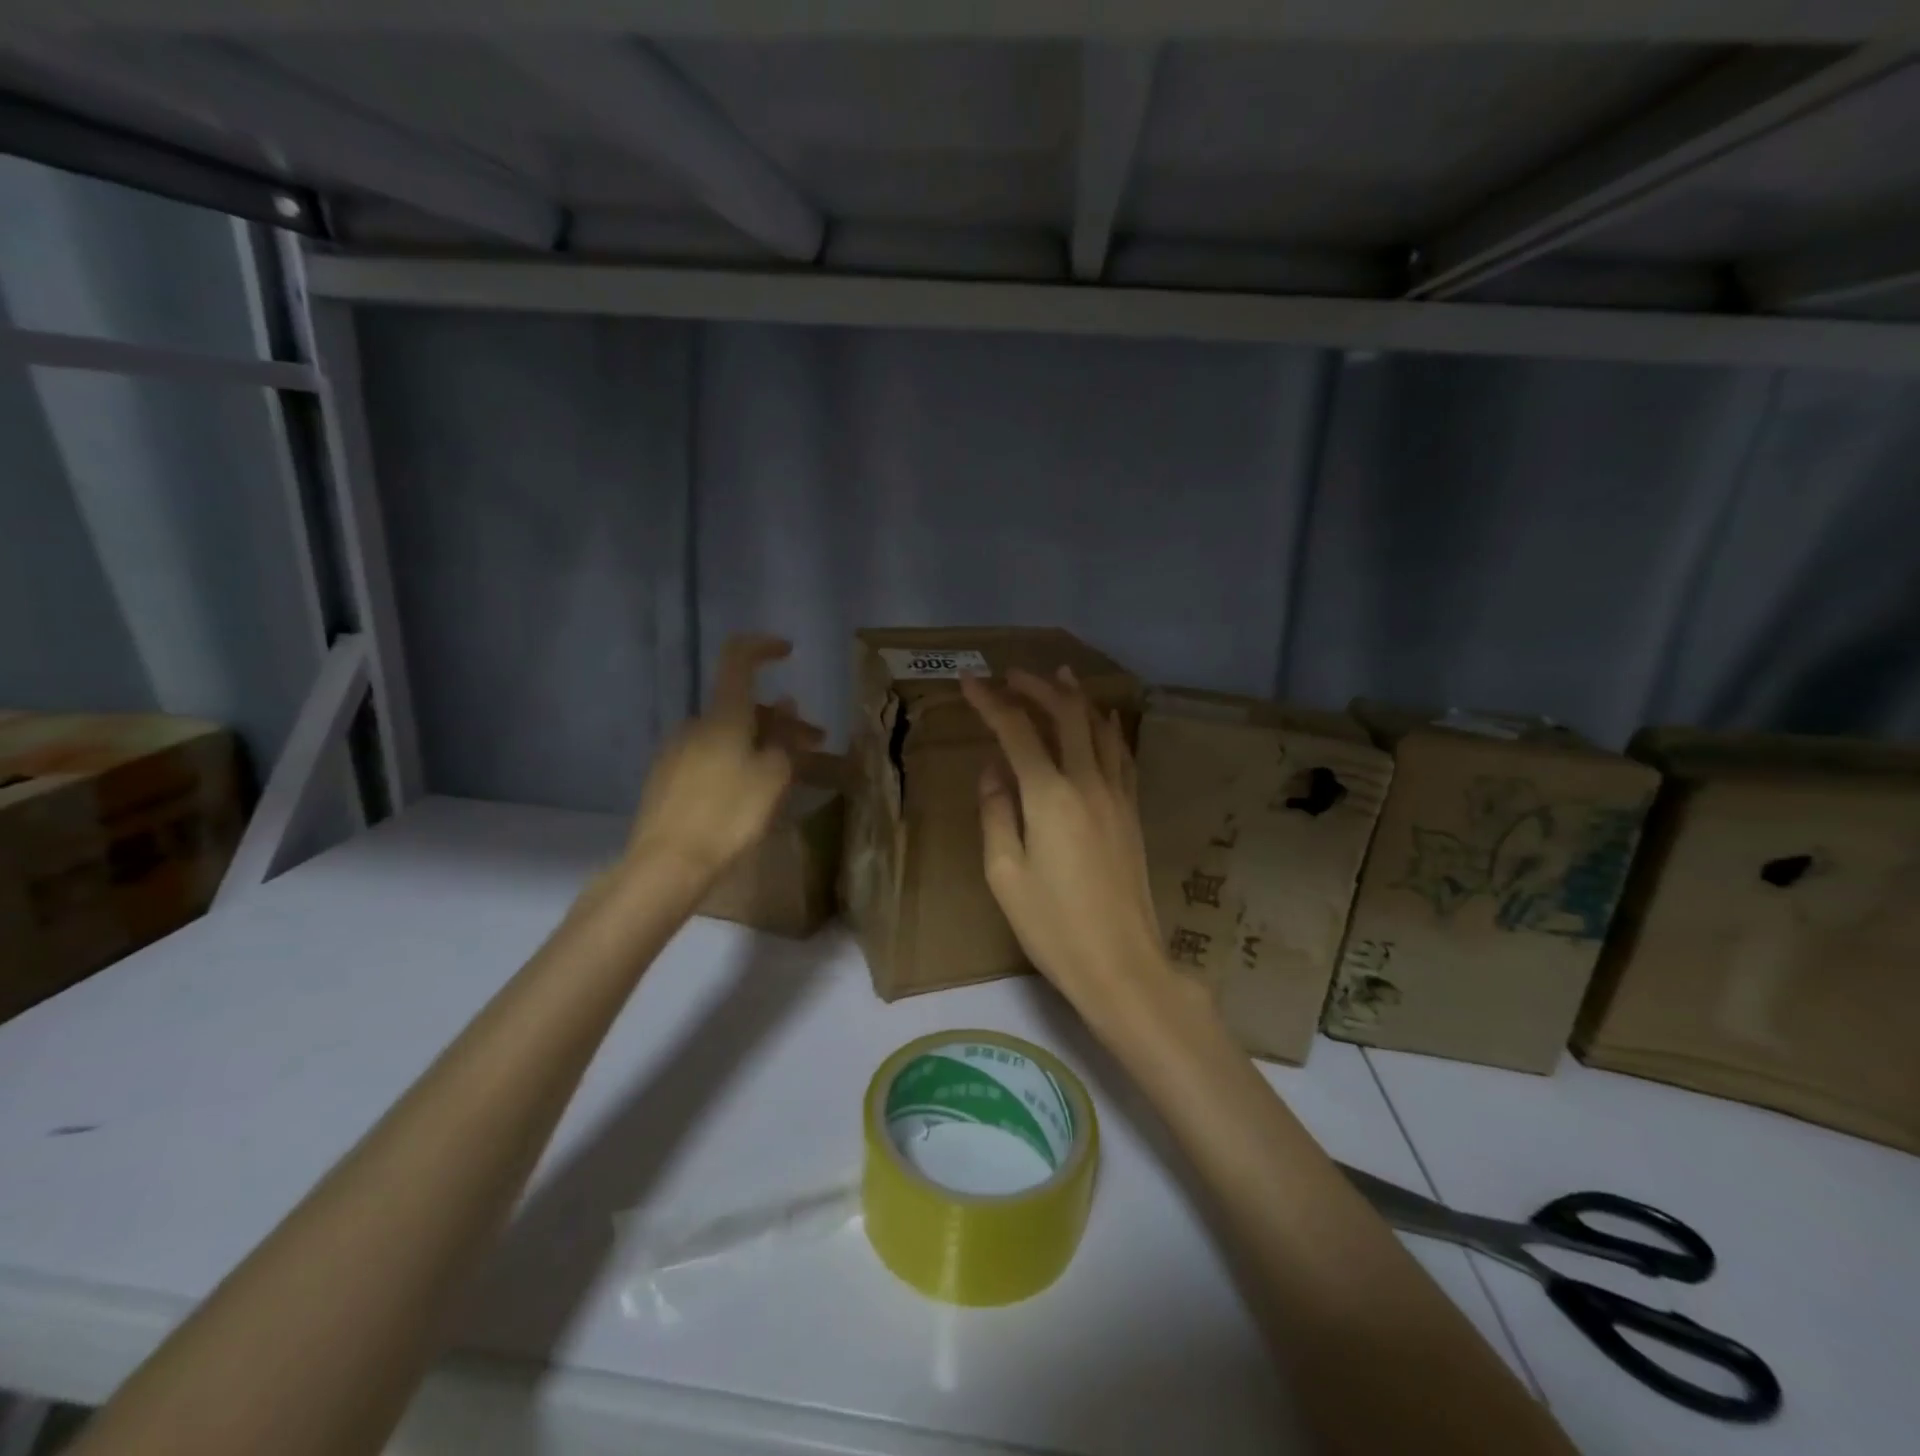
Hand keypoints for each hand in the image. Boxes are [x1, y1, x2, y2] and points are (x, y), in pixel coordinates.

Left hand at [626, 635, 823, 883]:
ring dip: (761, 743)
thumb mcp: (772, 777)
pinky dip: (737, 760)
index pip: (738, 659)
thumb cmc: (729, 815)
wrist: (666, 864)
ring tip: (787, 774)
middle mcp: (696, 724)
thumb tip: (786, 707)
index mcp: (723, 716)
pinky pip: (711, 755)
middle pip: (742, 706)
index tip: (788, 652)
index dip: (763, 647)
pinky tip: (750, 791)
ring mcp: (677, 750)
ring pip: (728, 734)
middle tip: (814, 745)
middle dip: (780, 720)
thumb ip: (784, 739)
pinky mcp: (667, 777)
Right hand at [960, 667, 1166, 1010]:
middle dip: (1037, 686)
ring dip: (1076, 697)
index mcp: (1049, 796)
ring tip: (1059, 677)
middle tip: (1011, 674)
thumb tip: (993, 769)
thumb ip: (996, 812)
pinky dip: (1106, 727)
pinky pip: (1120, 753)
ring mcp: (1117, 795)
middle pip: (1066, 714)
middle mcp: (1088, 782)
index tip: (969, 680)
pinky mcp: (1132, 811)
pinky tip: (1102, 722)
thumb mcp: (1004, 873)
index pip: (1016, 730)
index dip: (991, 701)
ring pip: (1100, 727)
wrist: (1122, 962)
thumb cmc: (1052, 925)